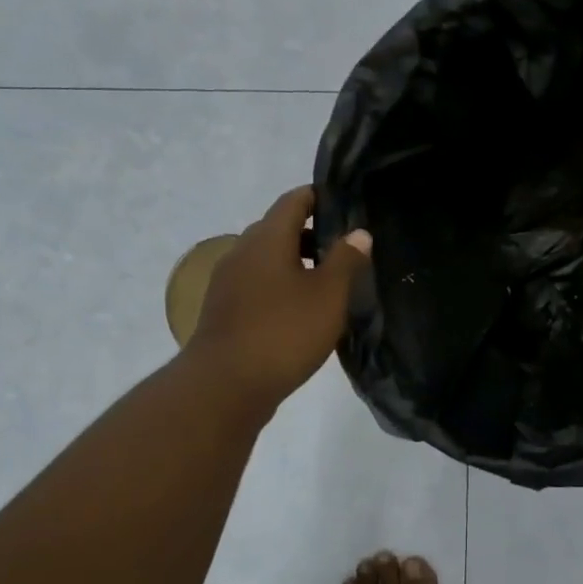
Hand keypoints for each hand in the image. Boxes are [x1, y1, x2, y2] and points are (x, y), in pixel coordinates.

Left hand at [186, 186, 371, 411]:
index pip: (293, 200)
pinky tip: (298, 310)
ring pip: (266, 259)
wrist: (224, 386)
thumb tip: (359, 232)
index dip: (319, 197)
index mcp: (267, 238)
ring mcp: (228, 282)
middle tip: (343, 248)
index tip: (345, 205)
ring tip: (326, 281)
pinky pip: (256, 284)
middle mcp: (242, 251)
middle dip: (309, 233)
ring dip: (294, 262)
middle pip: (277, 228)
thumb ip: (346, 260)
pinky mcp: (223, 310)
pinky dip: (279, 285)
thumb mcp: (328, 295)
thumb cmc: (284, 332)